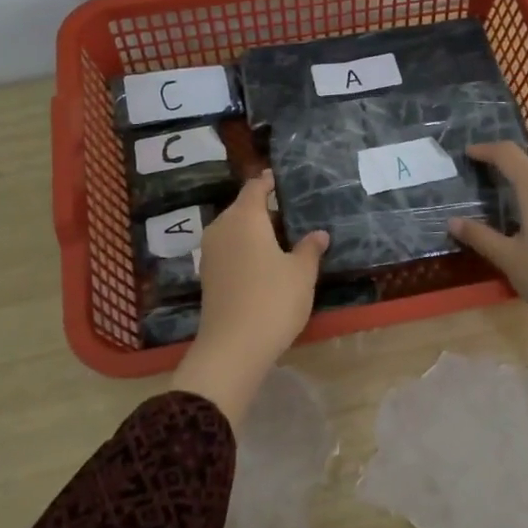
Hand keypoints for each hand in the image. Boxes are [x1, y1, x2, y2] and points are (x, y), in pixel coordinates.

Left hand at [171, 172, 327, 427]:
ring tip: (283, 238)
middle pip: (243, 208)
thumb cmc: (272, 300)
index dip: (269, 181)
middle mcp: (222, 228)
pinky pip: (230, 250)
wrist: (232, 348)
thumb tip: (318, 234)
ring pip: (235, 230)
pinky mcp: (208, 275)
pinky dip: (246, 249)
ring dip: (256, 231)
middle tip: (293, 213)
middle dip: (265, 209)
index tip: (283, 179)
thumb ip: (310, 249)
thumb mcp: (301, 273)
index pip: (255, 187)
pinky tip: (266, 263)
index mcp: (244, 217)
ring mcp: (211, 253)